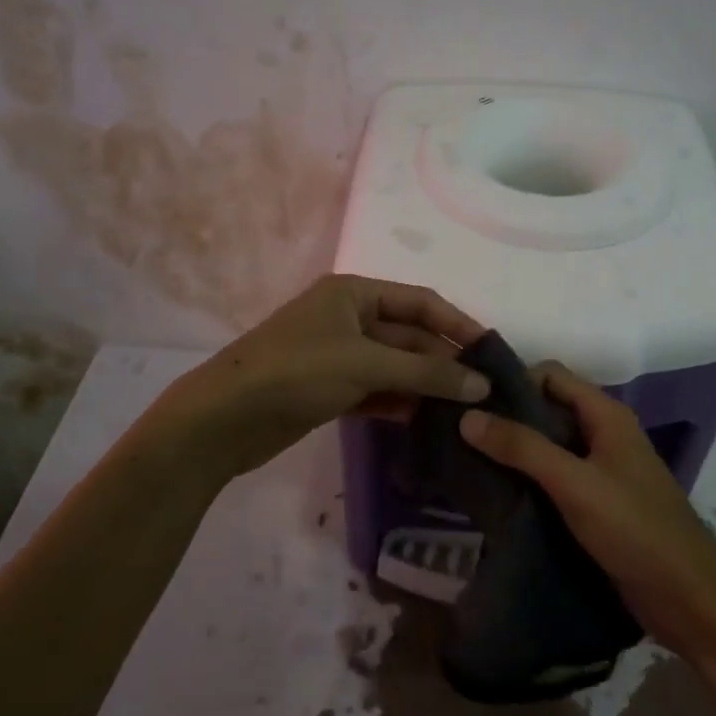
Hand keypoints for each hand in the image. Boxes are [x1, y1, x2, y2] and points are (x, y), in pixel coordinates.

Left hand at [139, 275, 489, 483]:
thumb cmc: (296, 372)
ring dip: (425, 385)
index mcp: (354, 293)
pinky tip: (426, 422)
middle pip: (409, 336)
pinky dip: (400, 403)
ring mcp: (338, 355)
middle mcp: (348, 318)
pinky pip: (377, 391)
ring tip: (465, 411)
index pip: (420, 302)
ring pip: (395, 366)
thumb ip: (425, 372)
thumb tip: (481, 384)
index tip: (492, 352)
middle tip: (484, 392)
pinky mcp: (330, 389)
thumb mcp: (365, 364)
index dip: (457, 324)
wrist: (224, 419)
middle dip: (442, 362)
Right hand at [458, 361, 715, 656]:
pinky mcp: (598, 502)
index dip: (513, 380)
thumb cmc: (635, 529)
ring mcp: (603, 469)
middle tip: (462, 432)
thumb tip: (467, 416)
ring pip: (550, 444)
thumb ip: (522, 448)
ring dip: (516, 449)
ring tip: (471, 460)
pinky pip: (556, 476)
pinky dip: (529, 477)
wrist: (688, 599)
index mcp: (607, 415)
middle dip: (509, 416)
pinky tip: (500, 492)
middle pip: (549, 408)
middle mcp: (605, 433)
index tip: (472, 400)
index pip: (551, 374)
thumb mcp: (574, 483)